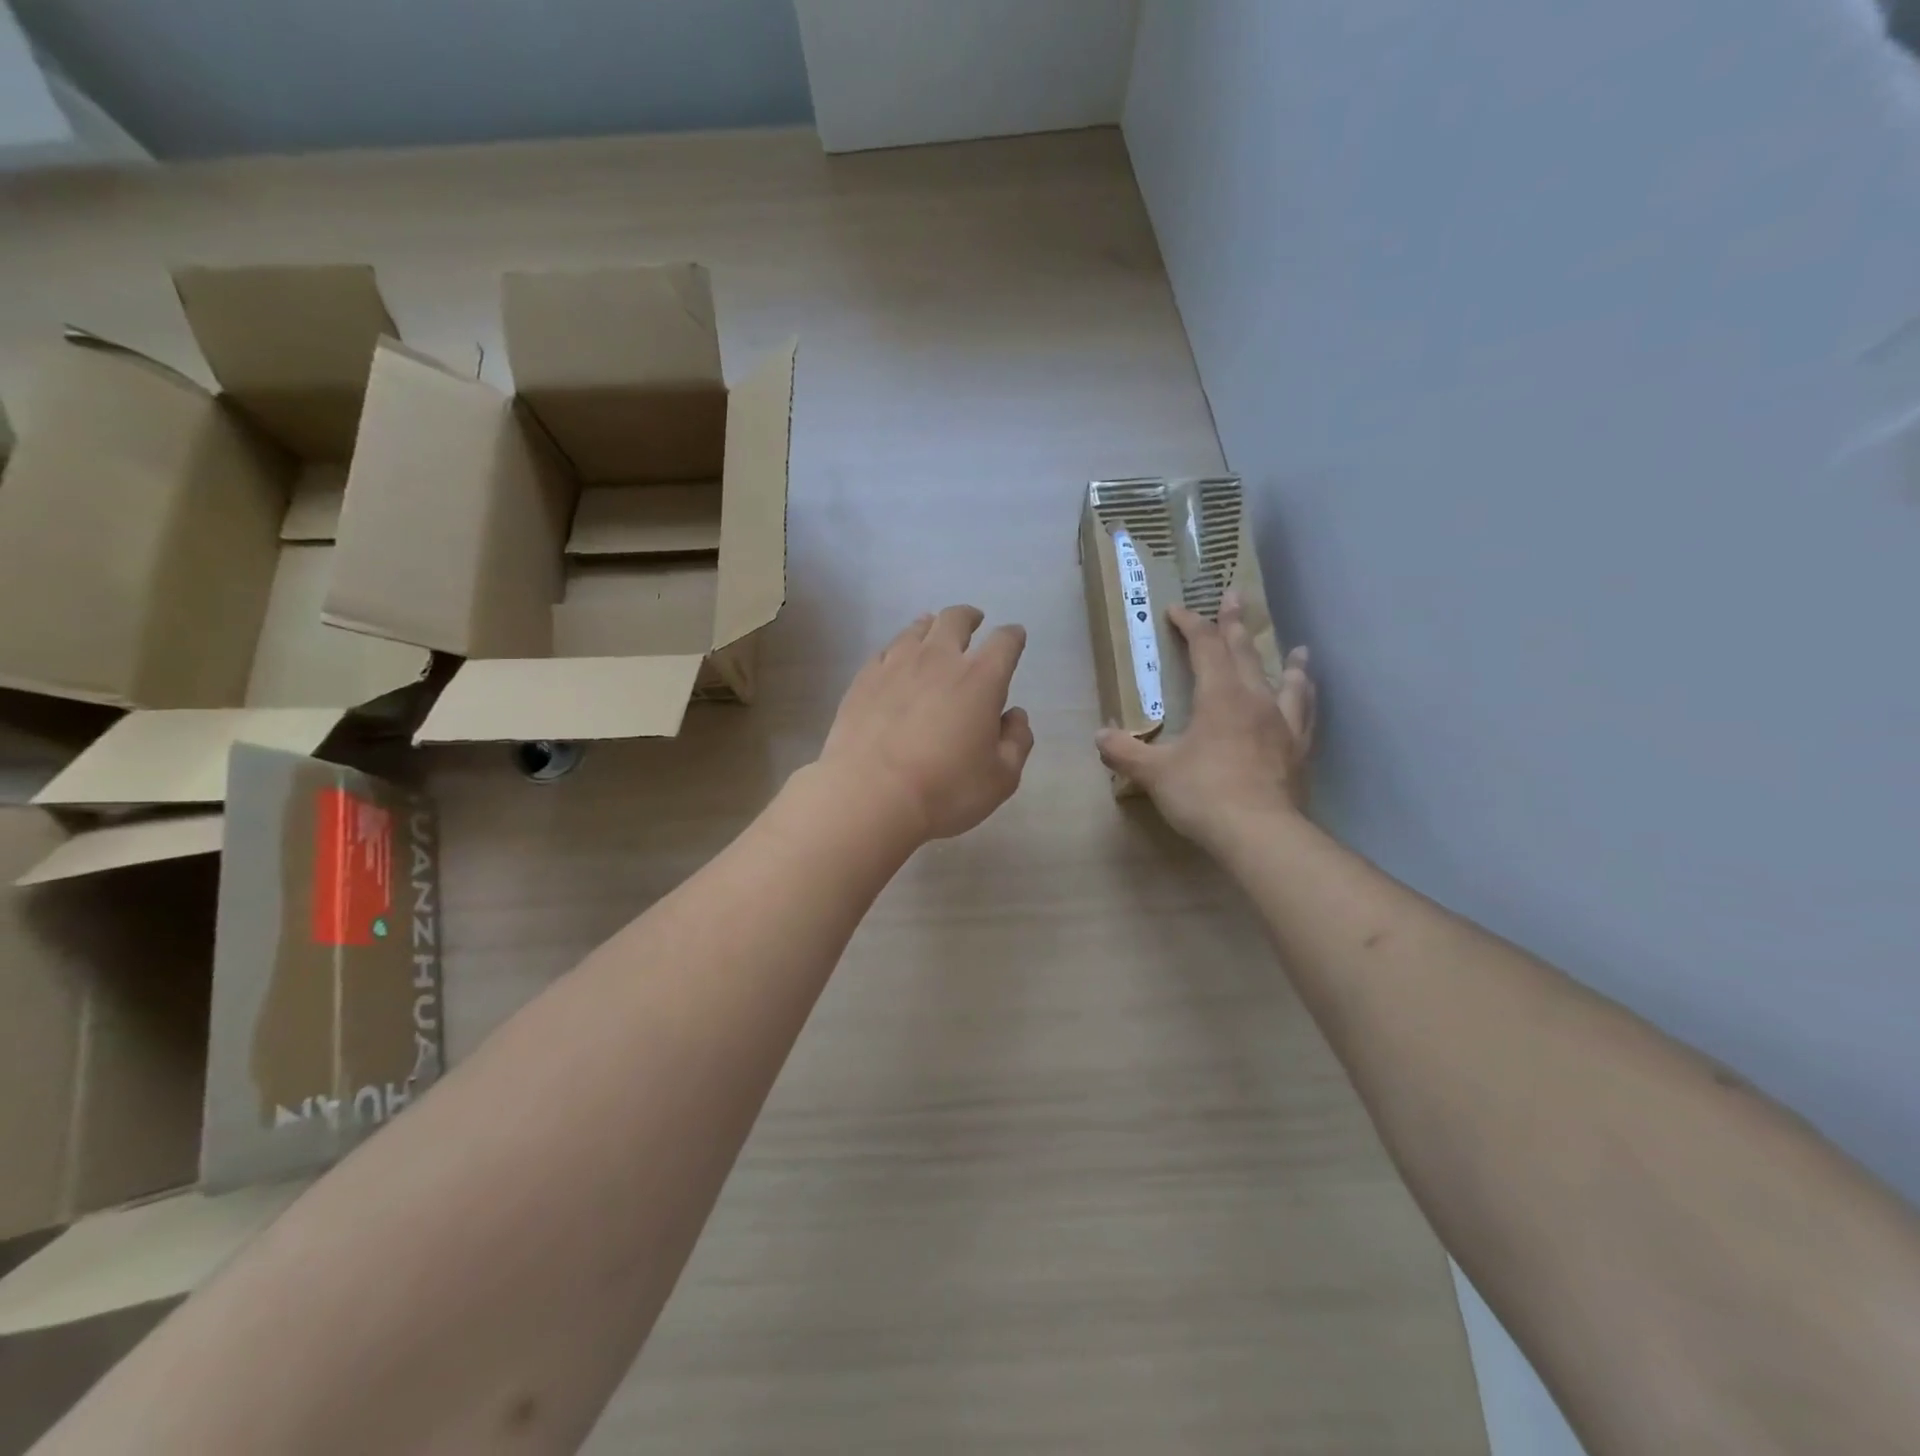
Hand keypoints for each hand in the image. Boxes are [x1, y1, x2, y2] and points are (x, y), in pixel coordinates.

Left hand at [817, 605, 1034, 843]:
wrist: (869, 796)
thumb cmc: (945, 790)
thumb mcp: (1001, 778)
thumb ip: (1016, 741)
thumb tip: (1014, 715)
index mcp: (981, 679)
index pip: (1004, 642)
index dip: (1013, 636)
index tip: (1015, 636)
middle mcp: (939, 659)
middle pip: (956, 620)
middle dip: (970, 617)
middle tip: (974, 622)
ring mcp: (896, 664)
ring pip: (917, 629)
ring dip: (931, 626)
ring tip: (933, 632)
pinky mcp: (864, 678)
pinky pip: (886, 650)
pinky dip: (898, 650)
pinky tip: (896, 661)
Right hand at [1096, 593, 1315, 846]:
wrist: (1260, 833)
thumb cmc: (1203, 793)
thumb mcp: (1154, 773)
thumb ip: (1125, 752)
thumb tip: (1099, 737)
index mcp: (1220, 696)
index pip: (1205, 647)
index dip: (1191, 624)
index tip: (1177, 609)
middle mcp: (1255, 699)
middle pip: (1245, 652)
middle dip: (1234, 624)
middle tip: (1235, 596)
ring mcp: (1283, 724)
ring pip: (1287, 681)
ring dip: (1287, 662)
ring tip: (1297, 650)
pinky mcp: (1299, 750)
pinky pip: (1306, 715)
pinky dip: (1306, 700)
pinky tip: (1307, 700)